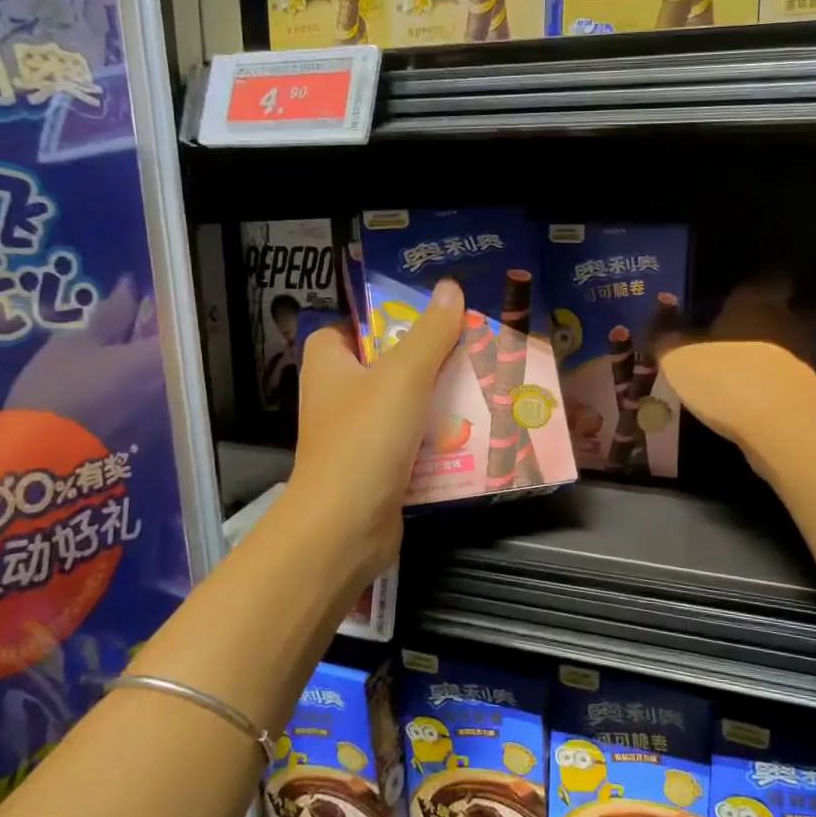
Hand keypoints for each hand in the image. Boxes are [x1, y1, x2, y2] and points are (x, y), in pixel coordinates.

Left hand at [286, 280, 464, 585]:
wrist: (345, 527)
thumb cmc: (366, 439)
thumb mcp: (403, 375)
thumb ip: (430, 332)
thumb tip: (451, 289)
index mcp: (329, 364)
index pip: (352, 326)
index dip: (386, 319)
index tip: (429, 318)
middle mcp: (337, 396)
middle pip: (388, 365)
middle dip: (430, 360)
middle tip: (473, 349)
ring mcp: (357, 435)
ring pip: (406, 405)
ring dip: (442, 400)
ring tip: (486, 387)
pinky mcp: (377, 468)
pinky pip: (414, 441)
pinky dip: (440, 438)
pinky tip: (477, 432)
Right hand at [655, 279, 815, 482]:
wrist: (784, 429)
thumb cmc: (727, 378)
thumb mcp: (678, 358)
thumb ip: (665, 335)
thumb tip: (656, 316)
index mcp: (757, 301)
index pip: (767, 279)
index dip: (749, 290)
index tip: (728, 302)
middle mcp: (787, 321)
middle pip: (774, 315)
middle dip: (751, 327)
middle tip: (720, 344)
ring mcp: (805, 357)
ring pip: (780, 350)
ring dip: (760, 360)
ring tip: (731, 379)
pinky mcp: (811, 392)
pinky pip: (784, 382)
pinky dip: (769, 389)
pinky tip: (746, 405)